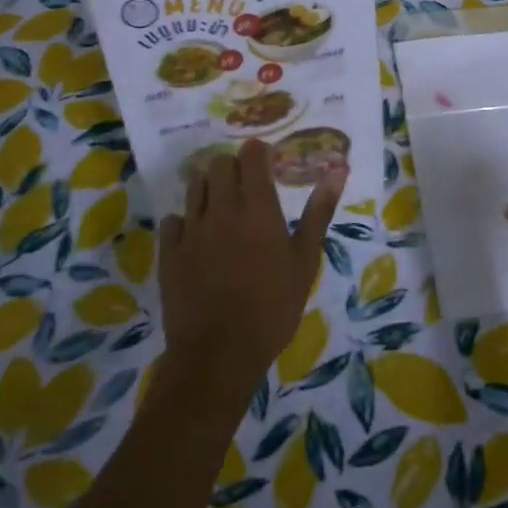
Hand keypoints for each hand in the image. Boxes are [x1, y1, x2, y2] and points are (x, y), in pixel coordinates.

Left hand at [159, 141, 342, 397]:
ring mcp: (191, 229)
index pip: (251, 157)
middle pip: (220, 164)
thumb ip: (320, 210)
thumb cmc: (273, 307)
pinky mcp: (169, 251)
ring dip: (210, 188)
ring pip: (195, 186)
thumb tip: (338, 168)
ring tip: (223, 208)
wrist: (219, 354)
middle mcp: (222, 209)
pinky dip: (186, 220)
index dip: (258, 153)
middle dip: (234, 167)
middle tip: (248, 186)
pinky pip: (173, 220)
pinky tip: (197, 236)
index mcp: (258, 208)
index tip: (267, 160)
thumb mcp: (305, 260)